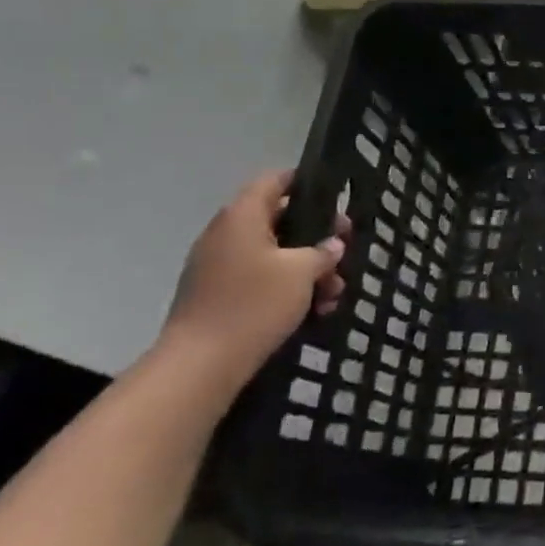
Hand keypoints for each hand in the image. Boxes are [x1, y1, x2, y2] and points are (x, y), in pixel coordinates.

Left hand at [160, 171, 348, 389]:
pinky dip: (288, 288)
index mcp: (242, 216)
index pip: (274, 181)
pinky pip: (261, 279)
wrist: (200, 364)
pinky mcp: (219, 294)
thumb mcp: (301, 272)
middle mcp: (227, 234)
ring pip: (275, 255)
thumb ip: (322, 252)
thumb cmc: (254, 304)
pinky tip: (314, 311)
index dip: (304, 182)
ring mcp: (219, 266)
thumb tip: (332, 245)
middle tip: (344, 249)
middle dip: (316, 236)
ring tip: (333, 293)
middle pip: (280, 220)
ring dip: (307, 269)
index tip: (334, 195)